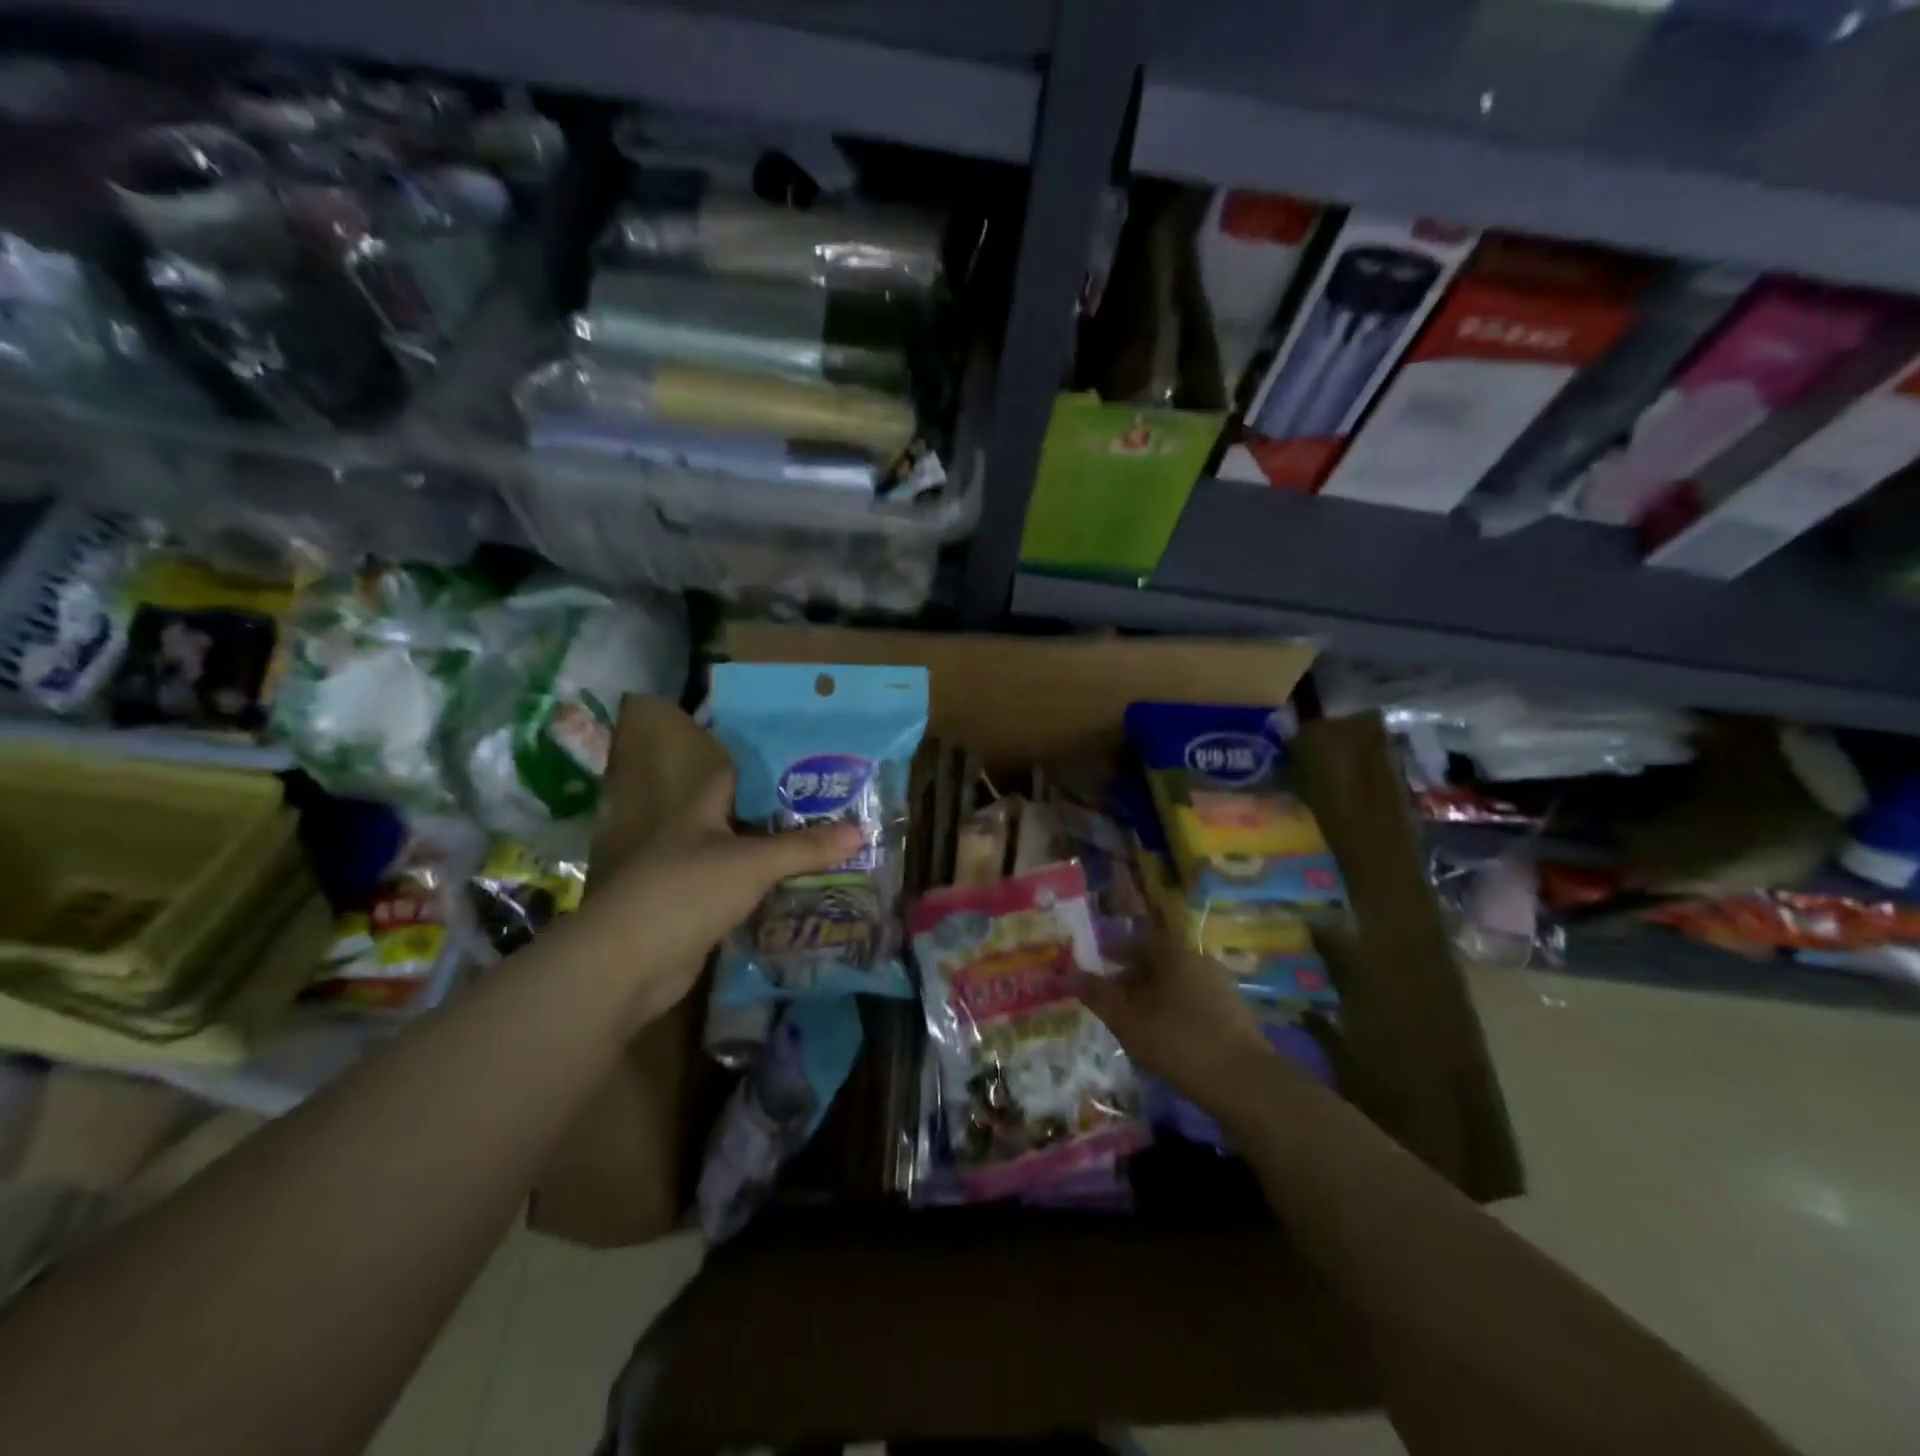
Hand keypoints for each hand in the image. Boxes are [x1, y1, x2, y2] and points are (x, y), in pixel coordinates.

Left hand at [559, 772, 862, 1029]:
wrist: (625, 966)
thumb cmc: (686, 893)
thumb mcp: (751, 863)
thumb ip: (804, 848)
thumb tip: (860, 831)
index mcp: (702, 809)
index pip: (743, 775)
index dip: (779, 768)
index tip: (823, 769)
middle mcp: (698, 837)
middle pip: (752, 819)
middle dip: (794, 818)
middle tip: (845, 814)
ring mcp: (698, 878)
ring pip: (751, 860)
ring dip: (787, 859)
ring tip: (839, 852)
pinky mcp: (702, 915)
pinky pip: (747, 895)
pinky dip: (774, 894)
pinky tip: (809, 895)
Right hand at [1073, 928, 1279, 1117]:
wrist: (1247, 1084)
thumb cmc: (1180, 1043)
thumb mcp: (1128, 1021)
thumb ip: (1098, 995)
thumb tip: (1069, 973)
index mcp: (1173, 952)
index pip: (1136, 940)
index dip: (1113, 953)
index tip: (1095, 968)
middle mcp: (1197, 959)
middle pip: (1156, 960)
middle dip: (1130, 977)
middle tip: (1109, 999)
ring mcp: (1219, 985)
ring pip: (1174, 982)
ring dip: (1151, 996)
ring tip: (1131, 1021)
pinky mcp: (1232, 1013)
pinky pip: (1191, 1001)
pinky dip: (1172, 1010)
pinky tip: (1162, 1036)